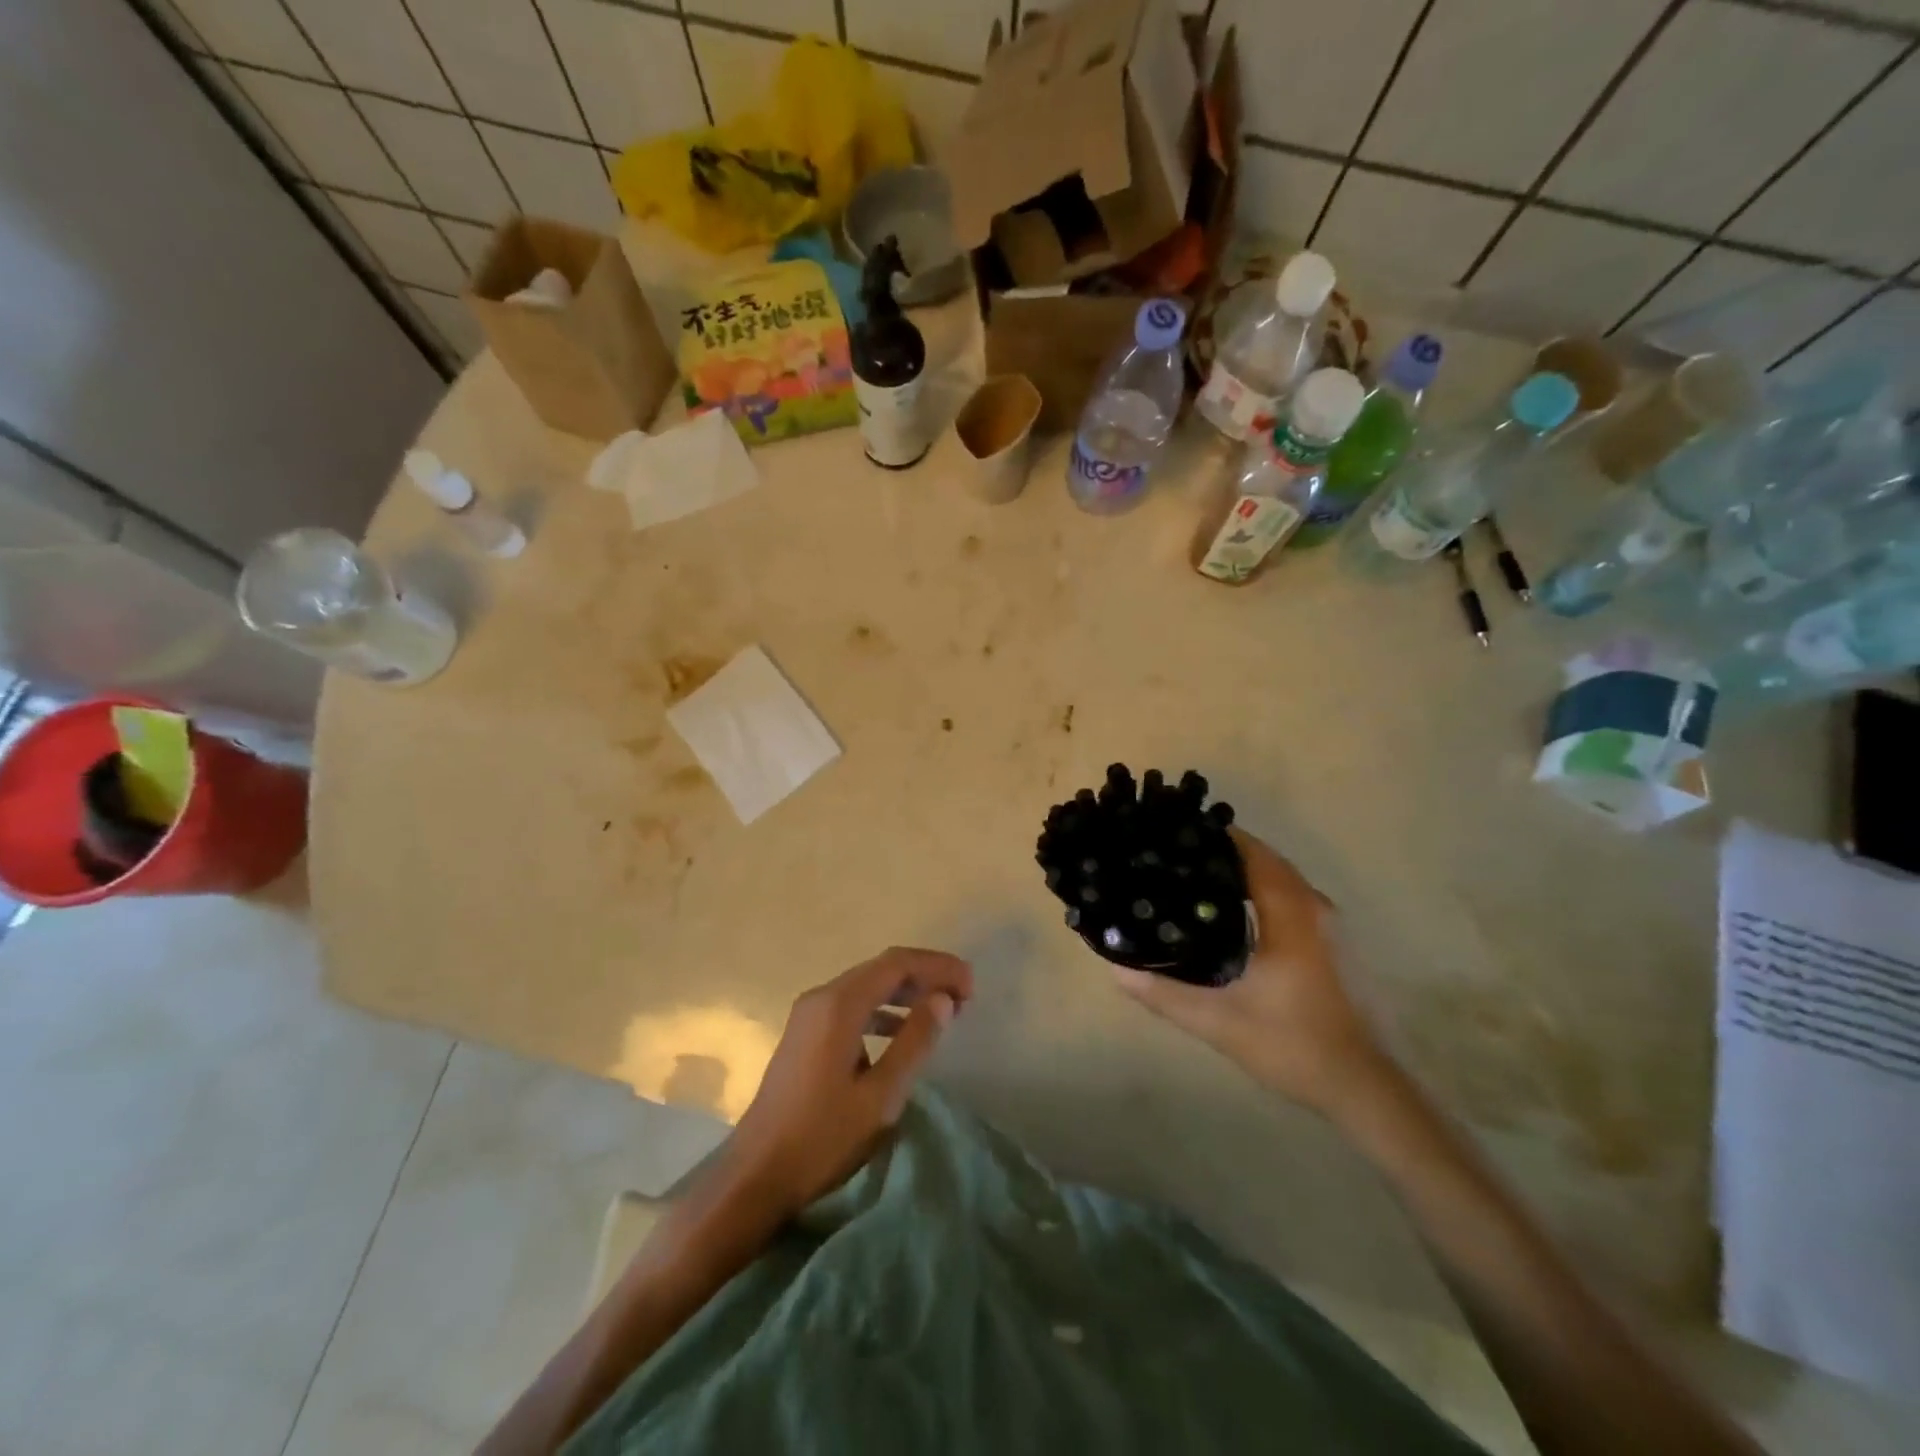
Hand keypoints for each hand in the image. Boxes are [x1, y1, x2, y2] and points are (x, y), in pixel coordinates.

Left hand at [721, 947, 972, 1219]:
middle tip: (964, 996)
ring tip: (942, 1012)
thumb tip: (943, 999)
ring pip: (867, 986)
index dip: (938, 967)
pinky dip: (883, 1010)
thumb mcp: (881, 1095)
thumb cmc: (823, 1137)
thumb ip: (915, 1041)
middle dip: (925, 976)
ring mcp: (808, 1015)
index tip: (971, 986)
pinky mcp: (804, 1035)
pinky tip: (901, 1033)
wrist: (756, 1176)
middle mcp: (821, 997)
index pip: (897, 963)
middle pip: (882, 969)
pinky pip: (852, 1006)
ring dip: (905, 992)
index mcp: (839, 1004)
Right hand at [1112, 828, 1389, 1116]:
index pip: (1251, 853)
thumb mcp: (1219, 1022)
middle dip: (1223, 851)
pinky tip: (1231, 912)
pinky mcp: (1333, 944)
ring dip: (1244, 870)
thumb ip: (1166, 994)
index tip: (1174, 832)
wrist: (1365, 1089)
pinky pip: (1291, 898)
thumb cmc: (1293, 1045)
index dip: (1214, 836)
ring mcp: (1329, 925)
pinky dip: (1261, 890)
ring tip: (1193, 875)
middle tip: (1174, 854)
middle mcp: (1314, 907)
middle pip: (1265, 860)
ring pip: (1281, 879)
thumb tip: (1117, 971)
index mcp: (1291, 914)